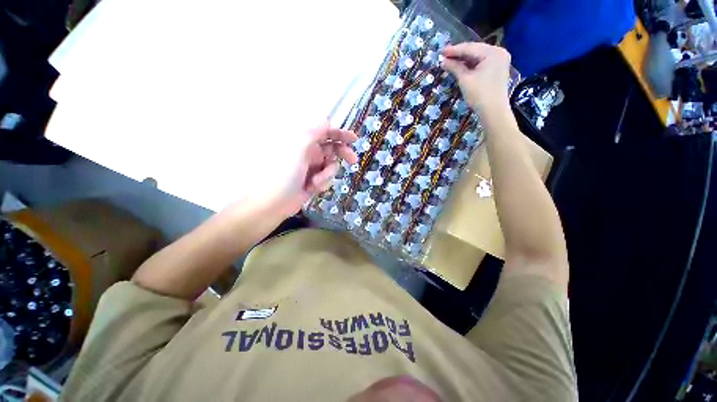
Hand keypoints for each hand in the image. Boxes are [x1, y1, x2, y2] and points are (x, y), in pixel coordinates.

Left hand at [243, 122, 357, 218]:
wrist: (274, 203)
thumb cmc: (283, 174)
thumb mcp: (298, 149)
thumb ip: (313, 133)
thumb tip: (326, 120)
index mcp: (302, 141)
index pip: (325, 132)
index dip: (340, 133)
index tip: (354, 139)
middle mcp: (308, 152)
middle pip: (332, 148)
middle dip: (342, 153)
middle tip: (352, 160)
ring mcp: (311, 167)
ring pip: (331, 166)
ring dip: (327, 174)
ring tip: (315, 182)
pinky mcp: (313, 180)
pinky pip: (327, 178)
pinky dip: (323, 183)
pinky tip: (312, 188)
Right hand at [442, 42, 511, 113]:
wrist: (493, 111)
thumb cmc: (479, 94)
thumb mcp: (465, 79)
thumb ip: (454, 67)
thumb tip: (443, 61)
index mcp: (492, 52)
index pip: (470, 48)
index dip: (454, 50)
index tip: (441, 52)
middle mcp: (498, 52)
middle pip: (475, 51)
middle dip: (459, 54)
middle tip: (444, 56)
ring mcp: (500, 61)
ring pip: (478, 57)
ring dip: (464, 60)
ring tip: (450, 61)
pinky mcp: (497, 69)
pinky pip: (482, 63)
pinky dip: (471, 65)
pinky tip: (461, 66)